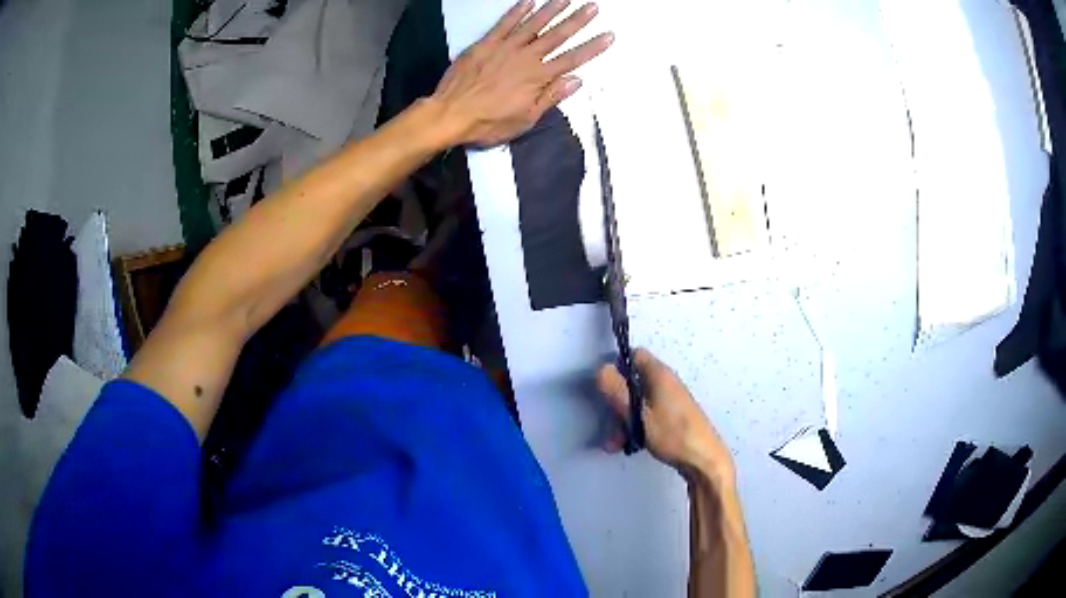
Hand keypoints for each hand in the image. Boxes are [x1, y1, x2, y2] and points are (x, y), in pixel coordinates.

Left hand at [431, 0, 613, 146]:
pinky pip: (504, 23)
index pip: (572, 59)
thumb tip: (576, 80)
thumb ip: (550, 97)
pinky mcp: (485, 43)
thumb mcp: (525, 119)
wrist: (450, 114)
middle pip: (557, 36)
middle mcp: (526, 58)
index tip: (608, 35)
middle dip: (577, 20)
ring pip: (534, 24)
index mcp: (538, 78)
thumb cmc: (488, 122)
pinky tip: (529, 2)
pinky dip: (517, 11)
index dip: (592, 47)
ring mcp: (505, 47)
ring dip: (552, 10)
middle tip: (593, 7)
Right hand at [597, 349, 735, 484]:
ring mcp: (670, 401)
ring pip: (638, 403)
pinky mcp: (672, 417)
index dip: (617, 366)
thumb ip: (617, 392)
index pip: (635, 355)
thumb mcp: (638, 414)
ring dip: (623, 420)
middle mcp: (666, 383)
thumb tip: (601, 369)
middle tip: (611, 423)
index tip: (606, 387)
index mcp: (660, 375)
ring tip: (615, 443)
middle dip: (617, 403)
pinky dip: (636, 427)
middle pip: (633, 382)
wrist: (703, 460)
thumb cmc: (672, 435)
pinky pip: (647, 415)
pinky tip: (627, 445)